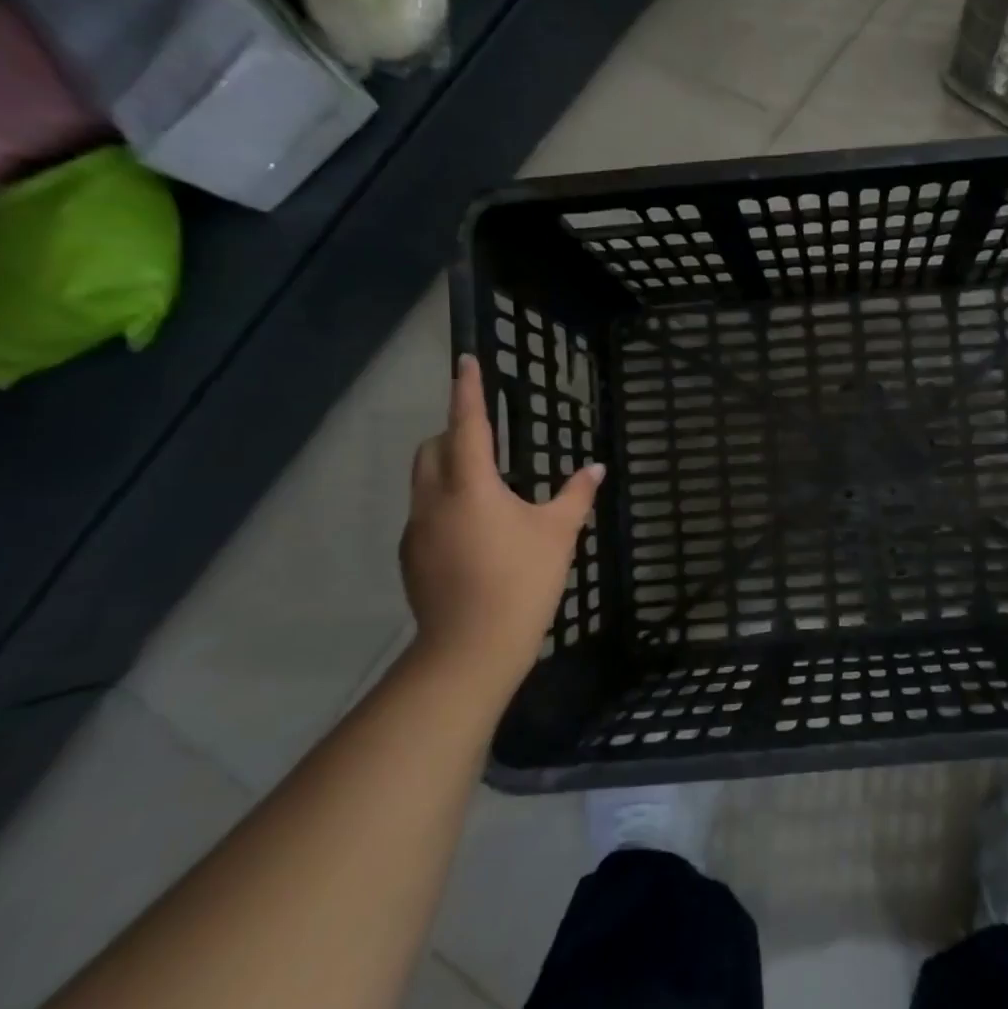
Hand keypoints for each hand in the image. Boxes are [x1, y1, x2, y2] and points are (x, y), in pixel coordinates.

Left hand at [399, 355, 603, 687]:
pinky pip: (424, 513)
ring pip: (424, 481)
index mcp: (471, 485)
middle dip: (453, 432)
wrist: (472, 647)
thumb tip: (596, 468)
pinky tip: (474, 534)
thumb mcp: (559, 533)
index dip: (467, 389)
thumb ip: (577, 495)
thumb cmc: (522, 580)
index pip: (466, 423)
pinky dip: (444, 505)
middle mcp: (434, 499)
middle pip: (432, 448)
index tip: (465, 360)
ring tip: (484, 489)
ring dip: (447, 469)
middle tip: (485, 439)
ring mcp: (416, 530)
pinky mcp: (411, 557)